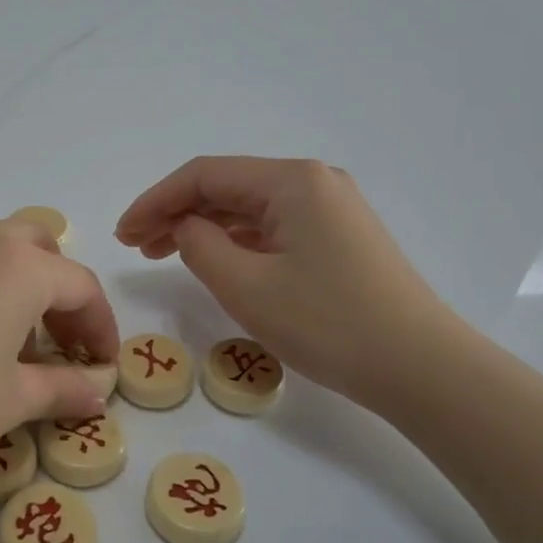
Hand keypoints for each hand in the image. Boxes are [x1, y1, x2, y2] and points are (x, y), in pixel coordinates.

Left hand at [0, 220, 118, 500]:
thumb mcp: (9, 402)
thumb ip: (62, 389)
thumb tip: (97, 391)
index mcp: (18, 265)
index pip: (81, 286)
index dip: (101, 328)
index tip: (104, 368)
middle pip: (38, 251)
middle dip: (60, 294)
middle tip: (62, 347)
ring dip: (19, 290)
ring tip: (14, 351)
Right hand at [114, 157, 454, 410]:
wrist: (420, 367)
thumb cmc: (327, 322)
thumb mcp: (246, 285)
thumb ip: (199, 244)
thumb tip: (185, 226)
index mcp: (291, 180)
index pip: (204, 175)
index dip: (155, 200)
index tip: (122, 233)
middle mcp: (313, 181)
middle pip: (227, 187)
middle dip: (176, 212)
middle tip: (136, 245)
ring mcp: (331, 208)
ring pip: (250, 208)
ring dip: (204, 226)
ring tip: (162, 253)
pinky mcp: (339, 237)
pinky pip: (273, 227)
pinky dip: (236, 240)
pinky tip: (214, 258)